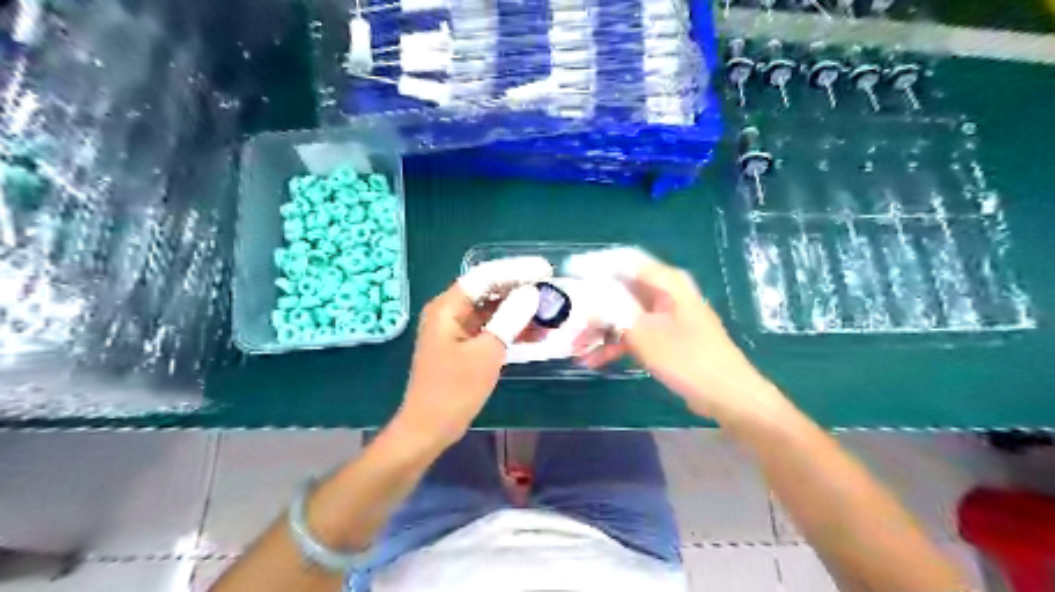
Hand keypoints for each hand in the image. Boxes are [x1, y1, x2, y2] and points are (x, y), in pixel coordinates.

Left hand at [394, 257, 547, 447]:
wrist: (429, 429)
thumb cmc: (454, 390)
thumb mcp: (486, 353)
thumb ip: (509, 319)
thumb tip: (531, 293)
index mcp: (447, 308)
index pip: (484, 276)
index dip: (516, 270)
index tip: (544, 269)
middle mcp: (450, 312)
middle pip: (488, 290)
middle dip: (520, 289)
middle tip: (551, 288)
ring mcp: (456, 330)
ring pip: (492, 310)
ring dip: (519, 310)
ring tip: (549, 311)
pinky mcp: (464, 346)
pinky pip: (490, 328)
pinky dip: (511, 329)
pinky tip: (536, 333)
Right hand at [570, 248, 780, 422]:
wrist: (728, 396)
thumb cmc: (689, 359)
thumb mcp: (643, 335)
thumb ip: (612, 313)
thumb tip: (585, 301)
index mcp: (666, 282)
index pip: (624, 260)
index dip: (595, 264)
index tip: (570, 272)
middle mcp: (666, 293)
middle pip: (621, 289)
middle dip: (593, 306)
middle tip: (569, 318)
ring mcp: (666, 316)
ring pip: (625, 313)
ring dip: (601, 329)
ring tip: (576, 347)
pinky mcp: (667, 337)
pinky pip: (635, 332)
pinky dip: (616, 343)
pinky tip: (594, 360)